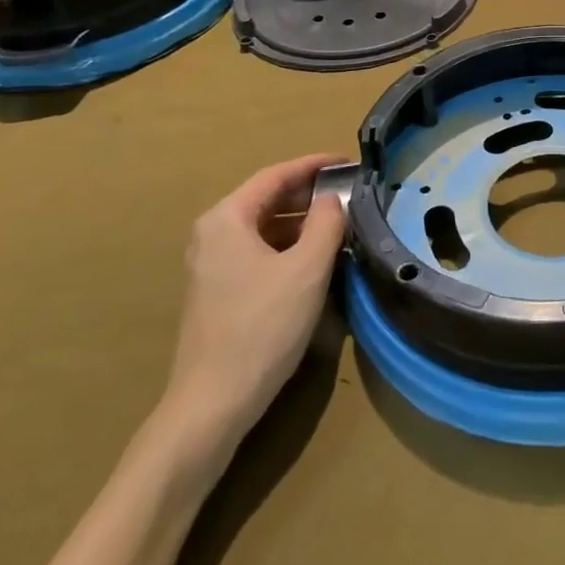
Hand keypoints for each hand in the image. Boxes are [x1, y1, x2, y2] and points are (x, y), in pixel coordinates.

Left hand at [159, 153, 349, 459]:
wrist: (213, 403)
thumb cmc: (263, 327)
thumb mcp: (307, 269)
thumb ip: (326, 223)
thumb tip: (333, 199)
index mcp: (227, 219)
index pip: (276, 175)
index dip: (315, 165)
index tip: (349, 162)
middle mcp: (213, 234)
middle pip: (268, 199)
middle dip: (310, 194)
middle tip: (351, 194)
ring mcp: (212, 264)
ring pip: (265, 228)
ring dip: (303, 223)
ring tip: (342, 225)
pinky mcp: (219, 291)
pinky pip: (259, 252)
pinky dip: (289, 247)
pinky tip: (317, 260)